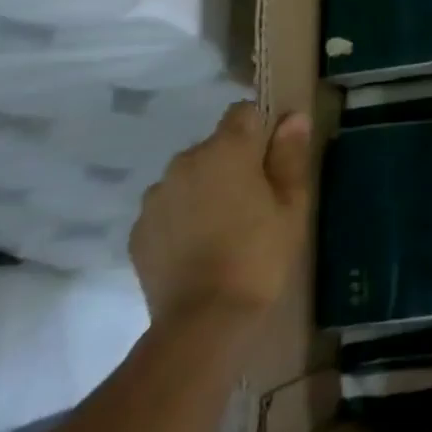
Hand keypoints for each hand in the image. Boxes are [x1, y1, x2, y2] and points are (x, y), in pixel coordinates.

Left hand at [130, 102, 311, 329]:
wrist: (203, 319)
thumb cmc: (260, 253)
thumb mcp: (292, 203)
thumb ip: (290, 155)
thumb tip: (293, 118)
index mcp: (226, 150)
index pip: (243, 112)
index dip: (263, 127)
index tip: (276, 156)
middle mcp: (184, 162)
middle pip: (216, 145)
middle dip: (235, 161)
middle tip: (258, 199)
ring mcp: (155, 197)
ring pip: (190, 176)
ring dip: (207, 188)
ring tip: (227, 226)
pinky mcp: (138, 230)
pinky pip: (169, 207)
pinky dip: (185, 216)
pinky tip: (202, 246)